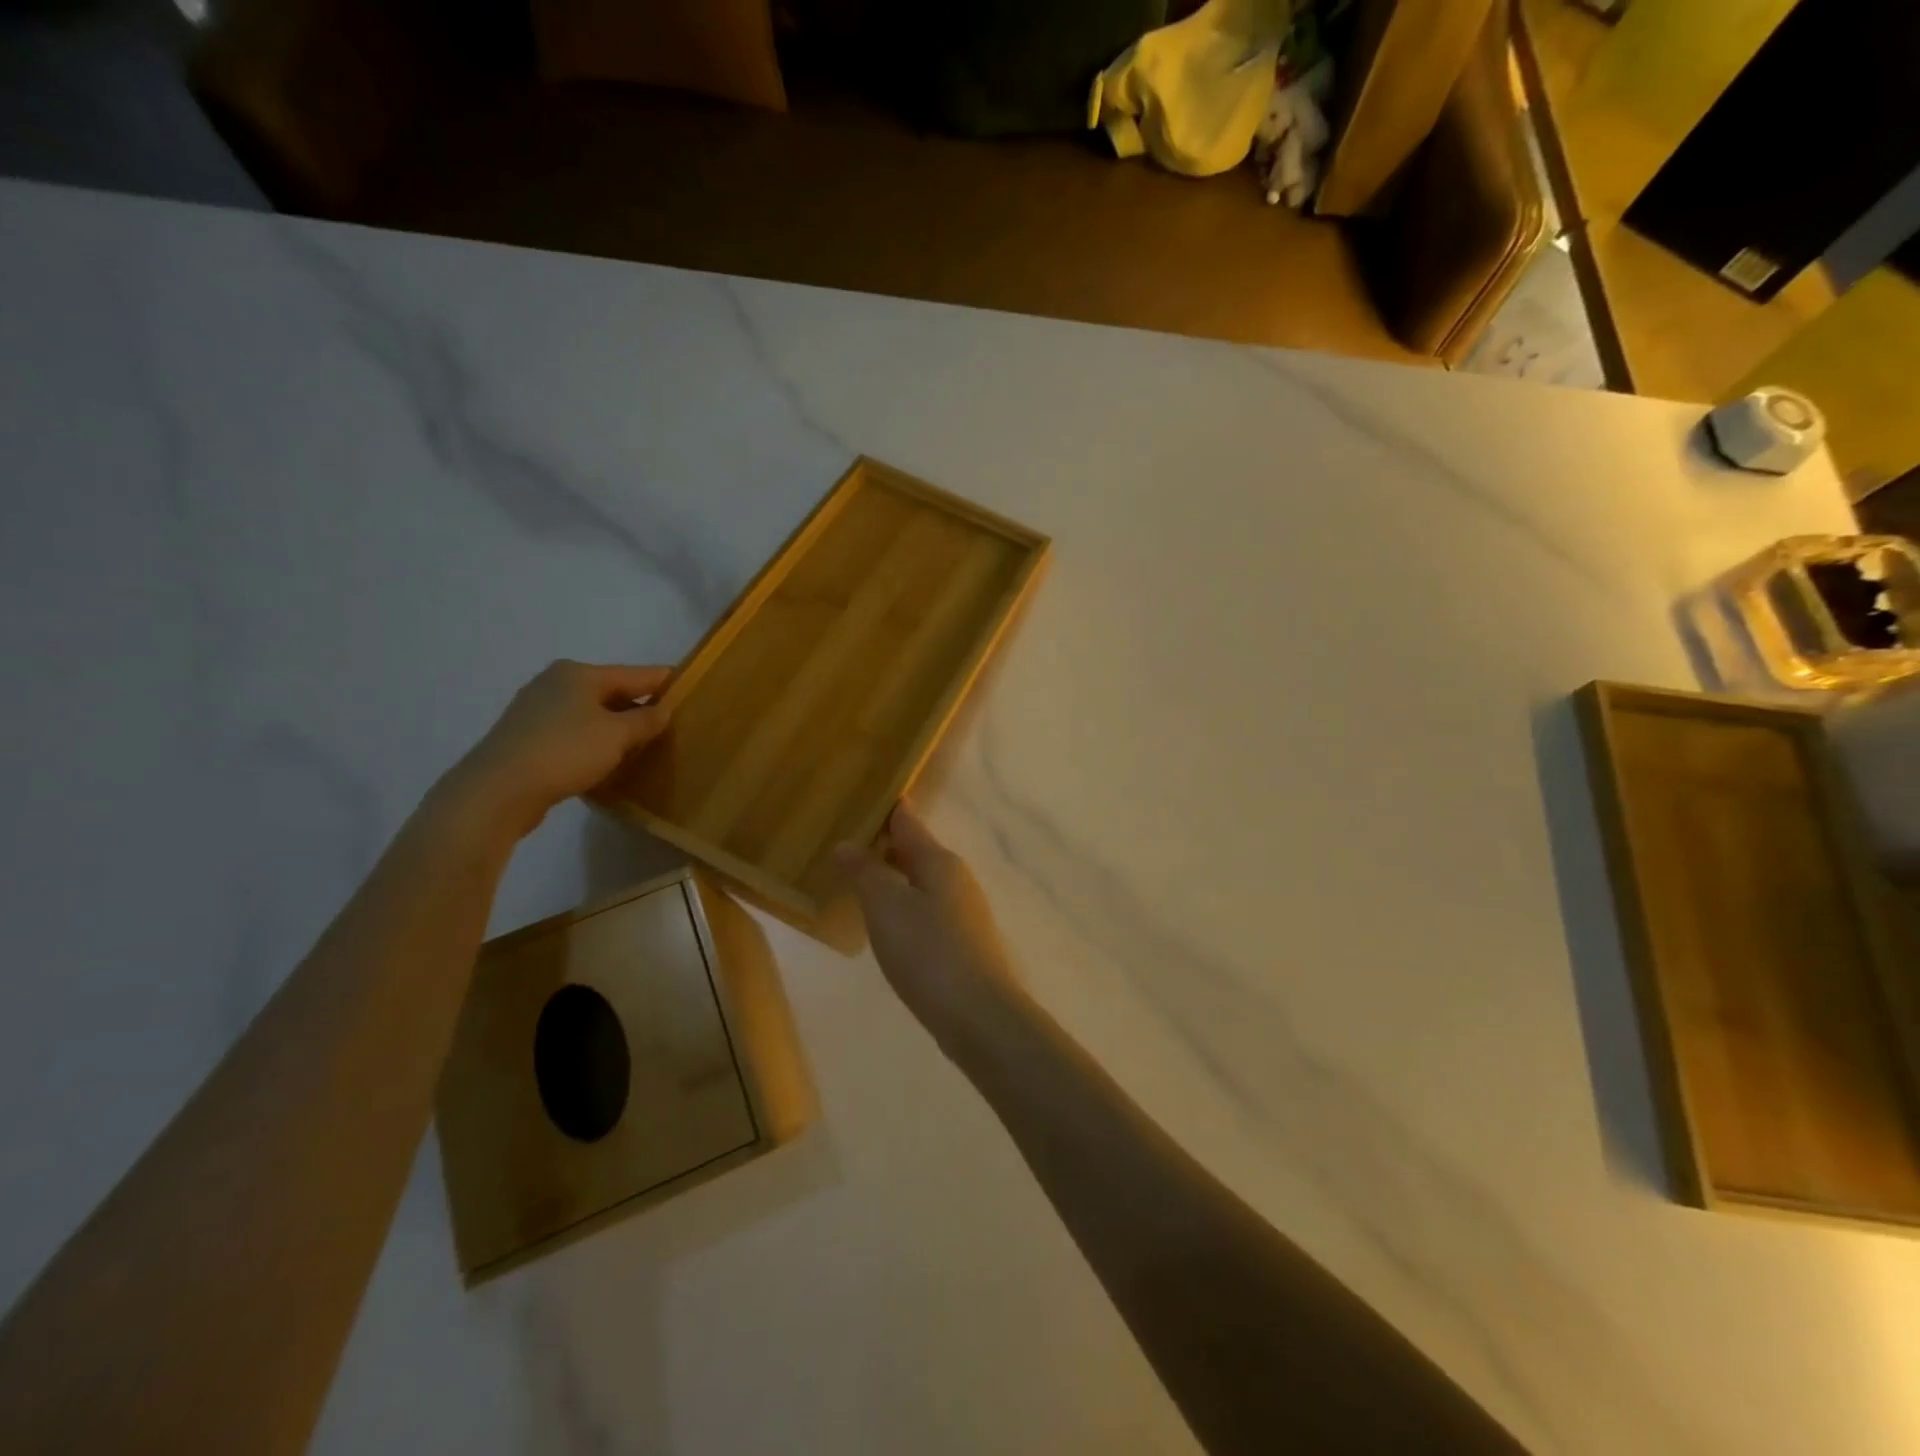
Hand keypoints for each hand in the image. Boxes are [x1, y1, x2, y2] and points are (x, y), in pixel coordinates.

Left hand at [439, 660, 672, 840]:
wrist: (498, 790)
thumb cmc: (565, 751)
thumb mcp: (617, 735)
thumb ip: (645, 721)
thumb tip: (663, 710)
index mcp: (579, 673)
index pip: (636, 674)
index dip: (664, 682)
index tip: (689, 688)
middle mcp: (555, 683)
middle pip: (611, 692)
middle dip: (639, 707)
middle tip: (669, 724)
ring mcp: (535, 710)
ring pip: (590, 714)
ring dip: (615, 727)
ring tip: (641, 745)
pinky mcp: (525, 737)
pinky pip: (572, 733)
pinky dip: (592, 742)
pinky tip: (604, 759)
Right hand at [835, 804, 1023, 1044]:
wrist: (978, 1015)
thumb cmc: (928, 952)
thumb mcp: (886, 907)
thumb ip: (865, 872)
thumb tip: (847, 843)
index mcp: (939, 860)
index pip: (908, 820)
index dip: (885, 806)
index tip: (858, 794)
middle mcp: (955, 878)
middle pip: (915, 850)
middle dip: (884, 843)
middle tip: (844, 838)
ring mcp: (963, 911)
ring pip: (921, 880)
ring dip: (892, 875)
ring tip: (857, 878)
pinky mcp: (962, 941)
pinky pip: (926, 907)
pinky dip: (903, 903)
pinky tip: (885, 920)